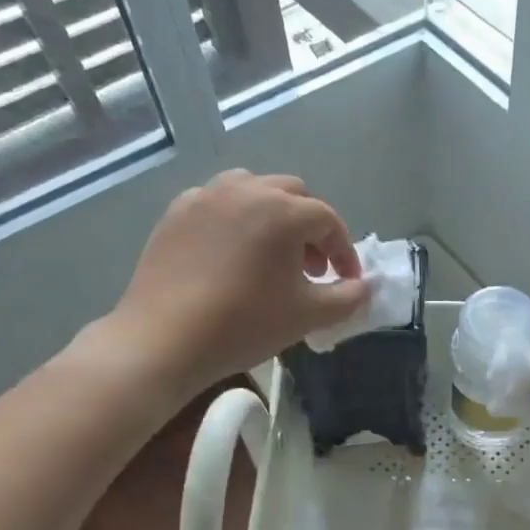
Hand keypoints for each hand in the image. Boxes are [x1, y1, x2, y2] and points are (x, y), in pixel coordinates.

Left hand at [90, 170, 368, 398]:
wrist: (165, 340)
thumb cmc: (244, 325)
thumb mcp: (307, 316)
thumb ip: (347, 298)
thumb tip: (364, 287)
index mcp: (282, 211)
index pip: (328, 220)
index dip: (343, 251)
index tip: (346, 281)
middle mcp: (245, 190)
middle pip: (293, 195)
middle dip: (310, 228)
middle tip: (313, 267)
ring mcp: (205, 197)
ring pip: (253, 190)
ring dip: (274, 216)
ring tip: (272, 255)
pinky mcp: (176, 212)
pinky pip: (218, 204)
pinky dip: (236, 220)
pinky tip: (232, 255)